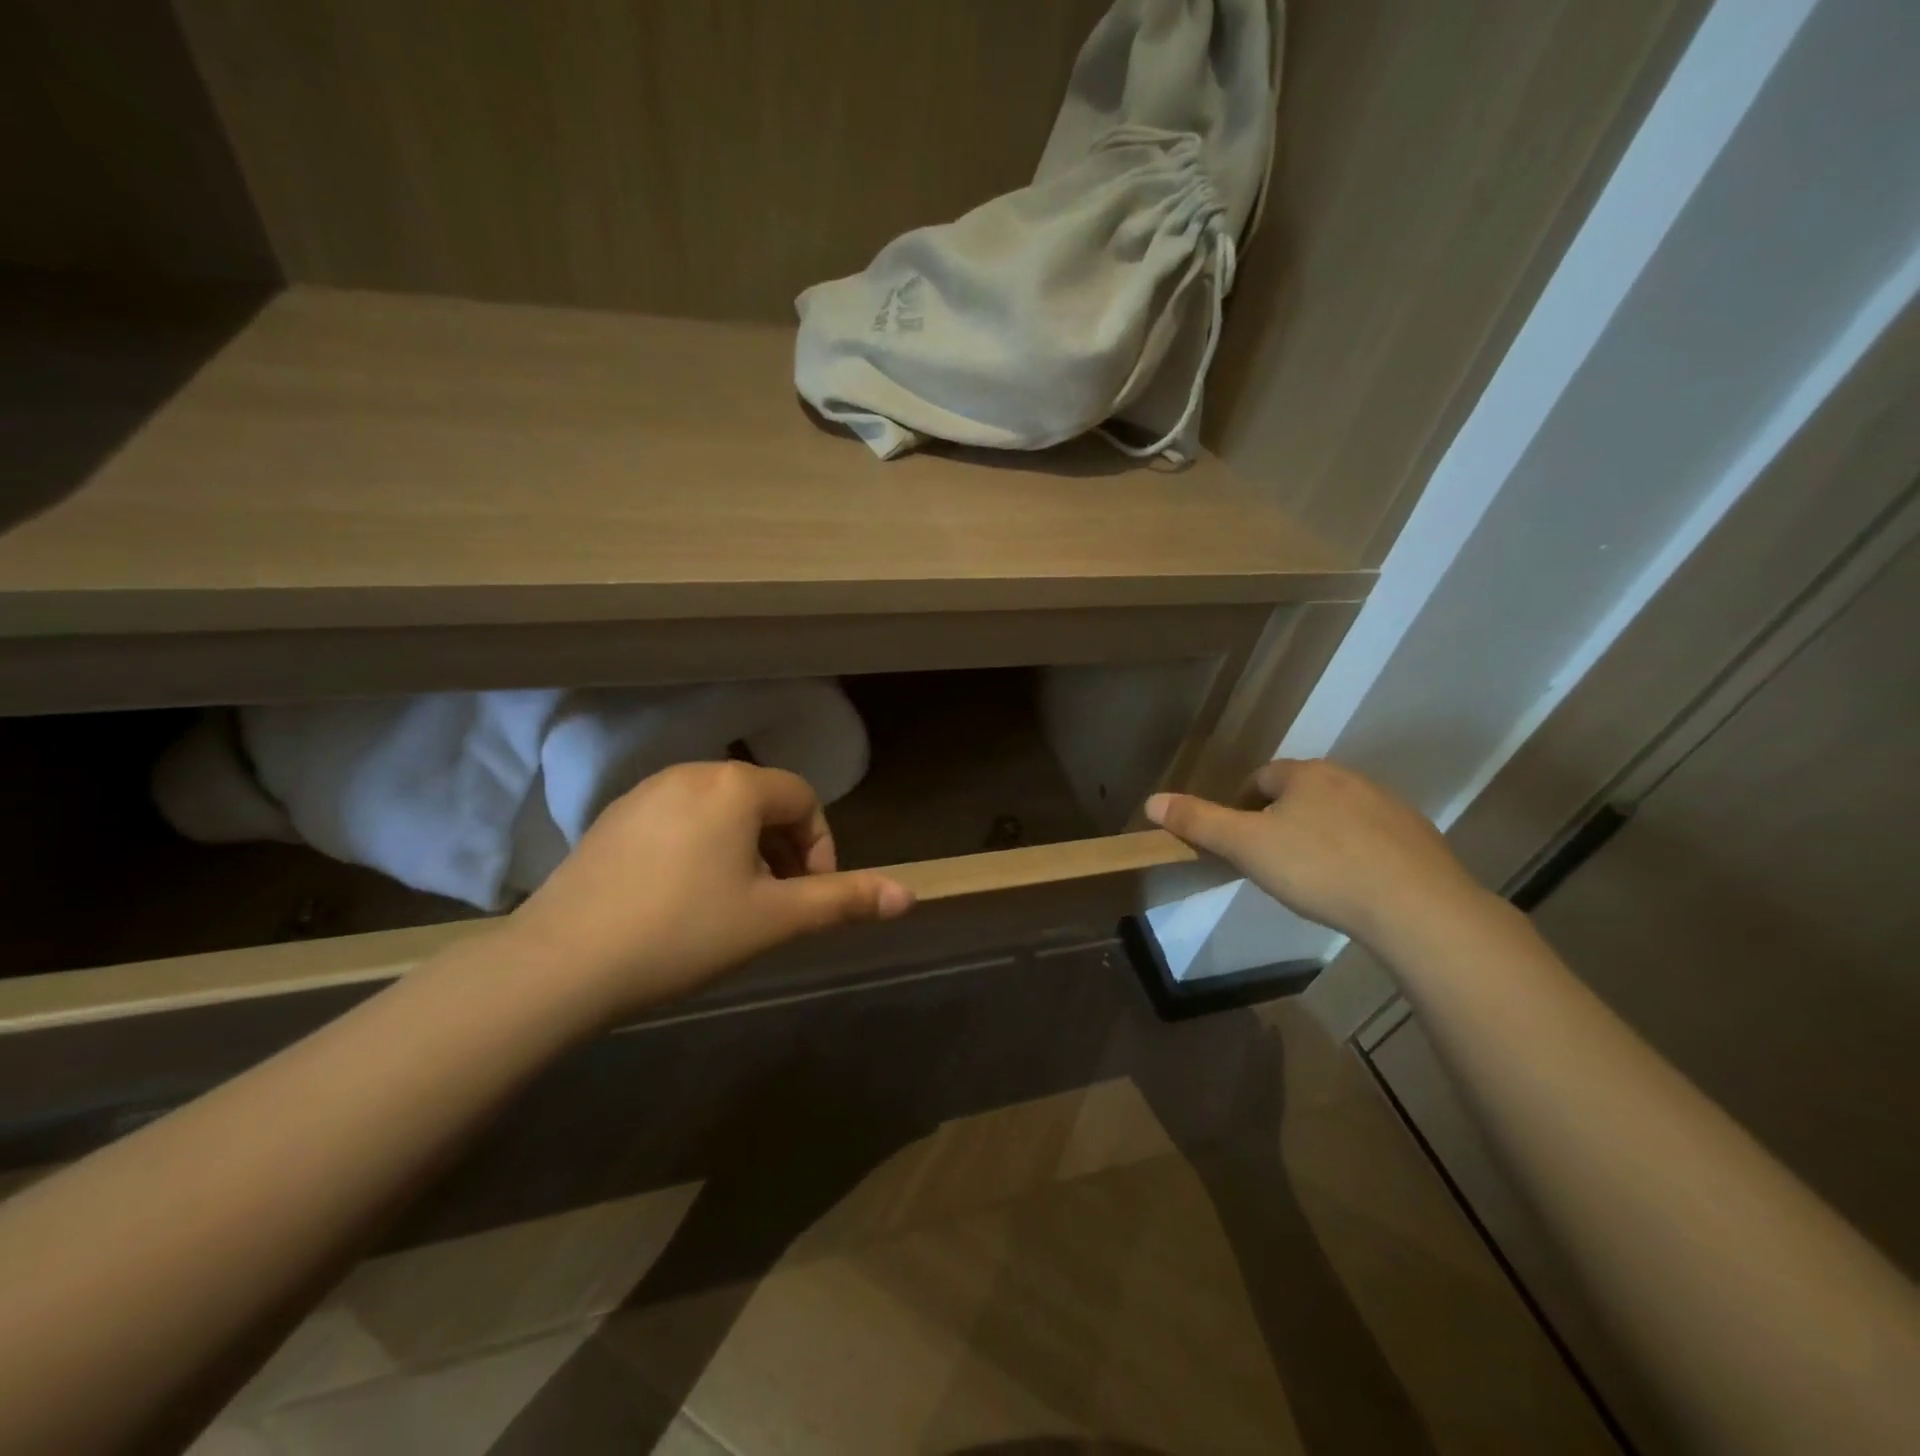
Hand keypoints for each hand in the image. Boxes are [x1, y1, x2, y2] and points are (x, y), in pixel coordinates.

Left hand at [506, 761, 913, 1019]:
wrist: (560, 964)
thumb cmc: (683, 933)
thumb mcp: (773, 919)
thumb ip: (844, 901)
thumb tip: (910, 896)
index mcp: (734, 786)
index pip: (803, 800)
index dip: (819, 848)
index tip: (810, 897)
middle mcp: (690, 773)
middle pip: (761, 802)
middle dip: (783, 851)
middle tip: (776, 905)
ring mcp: (644, 793)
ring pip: (719, 813)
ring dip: (743, 851)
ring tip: (732, 906)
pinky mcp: (612, 819)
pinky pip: (678, 822)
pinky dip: (700, 850)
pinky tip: (680, 901)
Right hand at [1146, 759, 1484, 946]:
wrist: (1416, 906)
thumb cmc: (1319, 868)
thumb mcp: (1246, 846)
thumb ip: (1199, 822)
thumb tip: (1151, 801)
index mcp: (1305, 775)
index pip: (1262, 778)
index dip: (1243, 804)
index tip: (1237, 838)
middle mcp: (1348, 779)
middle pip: (1301, 793)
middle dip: (1281, 818)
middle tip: (1268, 859)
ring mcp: (1388, 807)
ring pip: (1339, 814)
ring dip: (1320, 834)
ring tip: (1310, 876)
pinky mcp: (1418, 839)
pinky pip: (1374, 839)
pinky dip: (1356, 854)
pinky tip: (1353, 886)